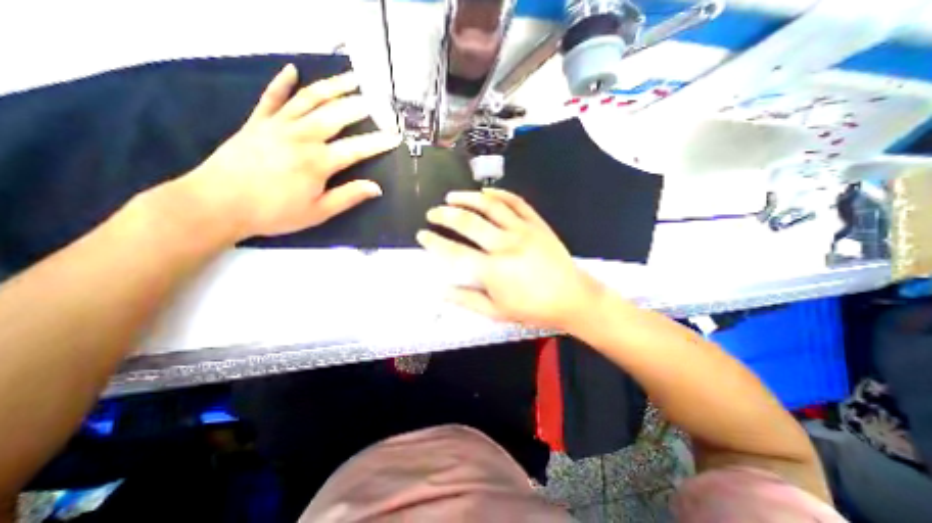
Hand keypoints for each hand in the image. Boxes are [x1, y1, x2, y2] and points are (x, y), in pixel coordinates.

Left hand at [178, 62, 399, 239]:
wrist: (217, 204)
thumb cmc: (274, 212)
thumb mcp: (318, 212)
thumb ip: (348, 197)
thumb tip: (376, 188)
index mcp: (318, 162)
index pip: (357, 148)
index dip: (378, 143)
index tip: (395, 137)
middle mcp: (301, 136)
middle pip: (335, 115)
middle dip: (360, 106)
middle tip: (377, 99)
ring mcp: (277, 125)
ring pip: (309, 99)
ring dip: (332, 86)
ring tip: (351, 78)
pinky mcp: (257, 122)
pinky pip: (271, 97)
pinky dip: (281, 82)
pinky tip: (291, 70)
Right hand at [414, 187, 596, 328]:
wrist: (572, 298)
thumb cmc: (533, 309)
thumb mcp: (497, 312)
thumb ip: (466, 300)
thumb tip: (440, 291)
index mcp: (493, 270)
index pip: (454, 252)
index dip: (434, 242)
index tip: (422, 235)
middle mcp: (505, 245)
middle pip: (468, 222)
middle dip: (444, 215)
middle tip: (432, 213)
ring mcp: (523, 230)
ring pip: (490, 206)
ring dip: (467, 198)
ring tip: (452, 196)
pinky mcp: (537, 223)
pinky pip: (516, 202)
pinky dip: (498, 194)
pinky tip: (485, 192)